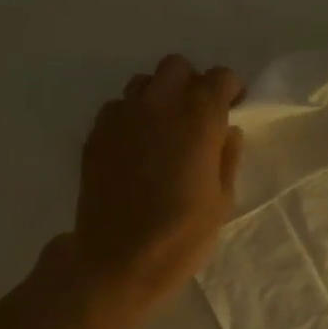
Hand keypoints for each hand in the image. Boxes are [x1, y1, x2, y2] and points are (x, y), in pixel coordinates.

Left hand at [70, 55, 242, 306]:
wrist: (117, 261)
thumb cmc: (180, 237)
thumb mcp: (221, 202)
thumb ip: (227, 158)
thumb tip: (228, 131)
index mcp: (197, 119)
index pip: (219, 78)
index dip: (229, 90)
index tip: (232, 109)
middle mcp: (158, 106)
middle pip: (176, 67)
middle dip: (191, 84)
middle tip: (197, 116)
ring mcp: (121, 117)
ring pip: (142, 83)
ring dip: (158, 97)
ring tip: (163, 130)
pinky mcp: (95, 135)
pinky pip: (116, 109)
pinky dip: (130, 118)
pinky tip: (135, 149)